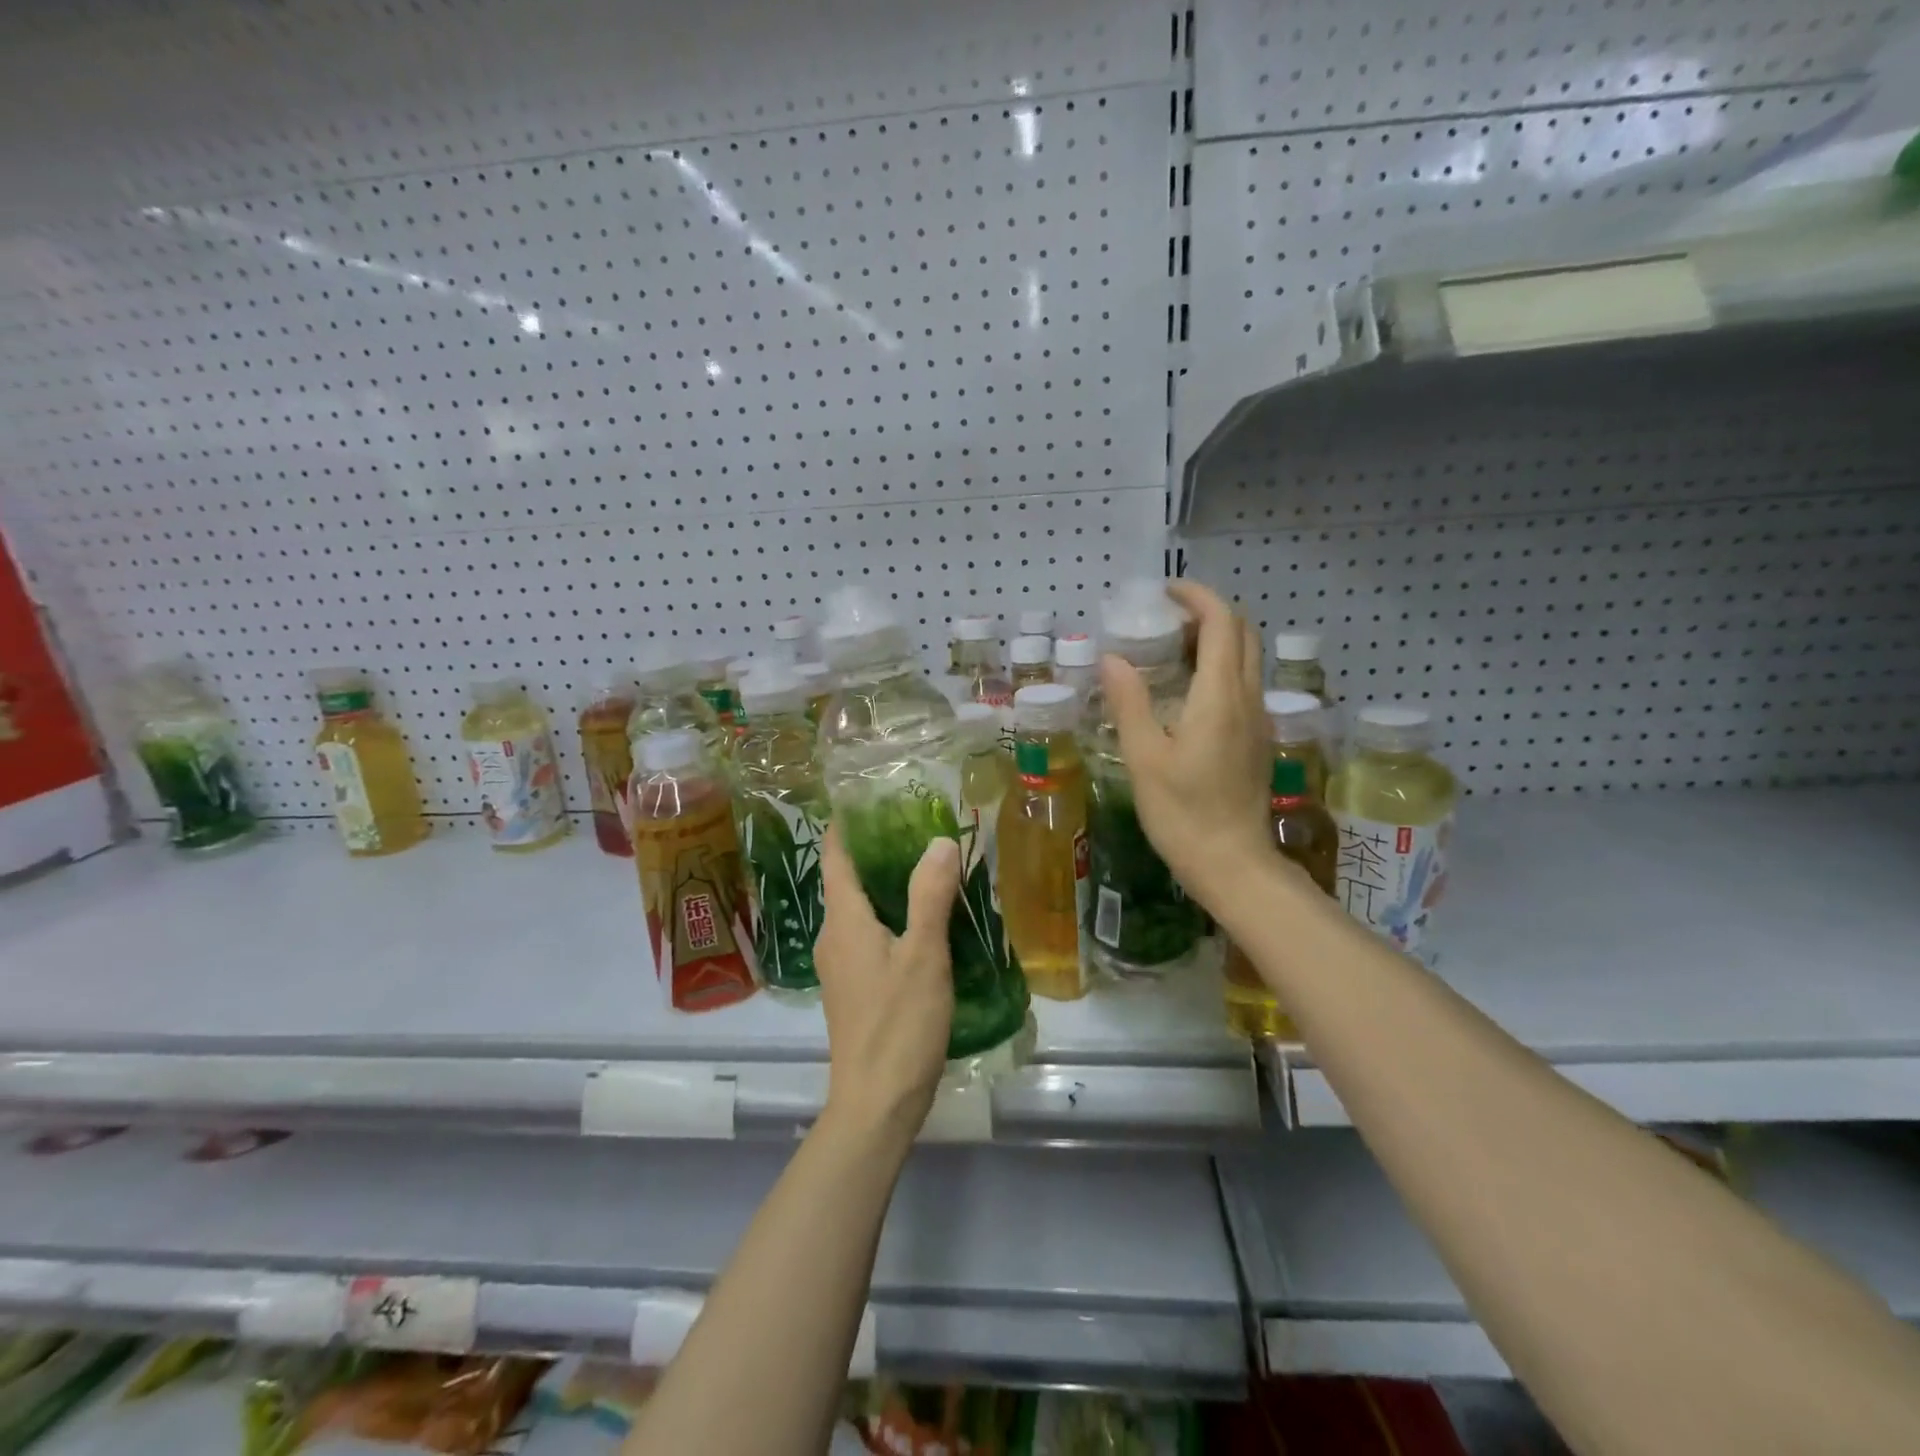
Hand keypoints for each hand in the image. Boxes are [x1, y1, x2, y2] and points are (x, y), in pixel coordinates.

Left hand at [813, 826, 960, 1140]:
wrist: (875, 1104)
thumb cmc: (898, 1025)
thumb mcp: (923, 955)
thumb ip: (930, 894)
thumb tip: (939, 840)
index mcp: (843, 920)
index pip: (834, 854)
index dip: (848, 823)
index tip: (875, 797)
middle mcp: (833, 936)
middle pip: (847, 878)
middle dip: (877, 850)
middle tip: (919, 827)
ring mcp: (840, 965)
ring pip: (859, 909)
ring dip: (886, 885)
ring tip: (928, 867)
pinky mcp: (853, 988)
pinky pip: (867, 935)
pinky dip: (890, 916)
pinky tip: (923, 922)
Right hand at [1100, 579, 1276, 917]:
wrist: (1232, 864)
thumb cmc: (1183, 813)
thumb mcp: (1144, 758)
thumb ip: (1129, 702)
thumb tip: (1112, 658)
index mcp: (1220, 696)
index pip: (1221, 623)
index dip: (1197, 597)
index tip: (1165, 592)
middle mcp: (1248, 698)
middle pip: (1242, 634)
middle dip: (1207, 614)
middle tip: (1164, 621)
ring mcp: (1258, 719)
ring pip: (1246, 658)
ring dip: (1215, 640)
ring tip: (1171, 651)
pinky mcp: (1257, 738)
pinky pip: (1244, 683)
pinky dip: (1220, 666)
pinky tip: (1187, 691)